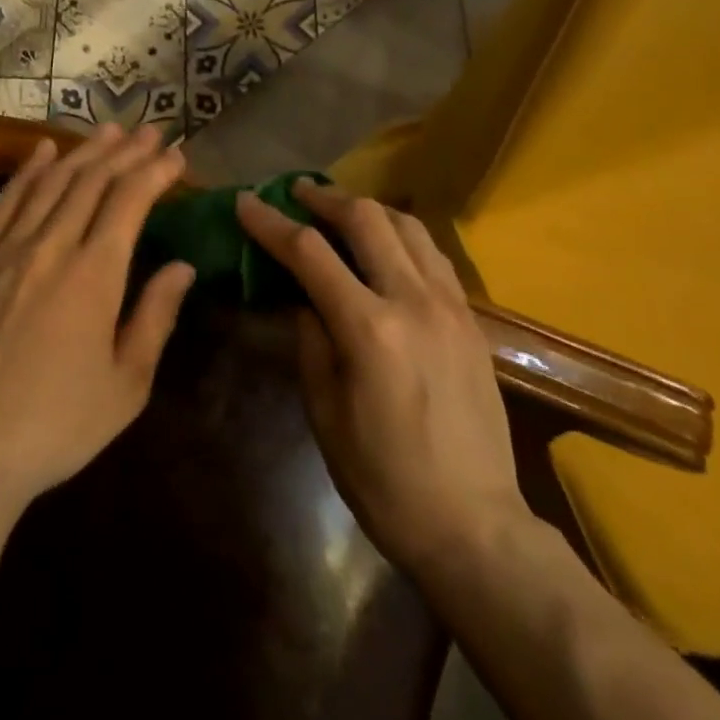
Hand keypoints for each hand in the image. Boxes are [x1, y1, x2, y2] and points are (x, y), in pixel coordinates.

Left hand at [0, 125, 195, 513]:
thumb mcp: (126, 385)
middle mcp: (52, 246)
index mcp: (94, 275)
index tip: (176, 156)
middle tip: (150, 130)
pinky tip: (43, 151)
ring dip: (84, 151)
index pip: (130, 201)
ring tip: (109, 130)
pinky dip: (28, 170)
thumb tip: (182, 266)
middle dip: (126, 151)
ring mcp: (8, 248)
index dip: (156, 171)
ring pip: (52, 182)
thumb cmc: (57, 424)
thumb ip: (155, 316)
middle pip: (93, 180)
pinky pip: (6, 201)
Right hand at [236, 180, 525, 574]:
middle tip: (295, 193)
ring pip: (407, 225)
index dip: (271, 223)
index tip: (245, 202)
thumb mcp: (325, 413)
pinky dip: (401, 234)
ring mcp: (450, 306)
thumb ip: (310, 341)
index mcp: (368, 329)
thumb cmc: (384, 479)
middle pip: (365, 218)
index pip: (309, 253)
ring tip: (339, 210)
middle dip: (324, 198)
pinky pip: (433, 254)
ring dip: (367, 208)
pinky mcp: (471, 319)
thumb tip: (303, 298)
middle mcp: (413, 301)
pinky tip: (385, 244)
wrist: (474, 526)